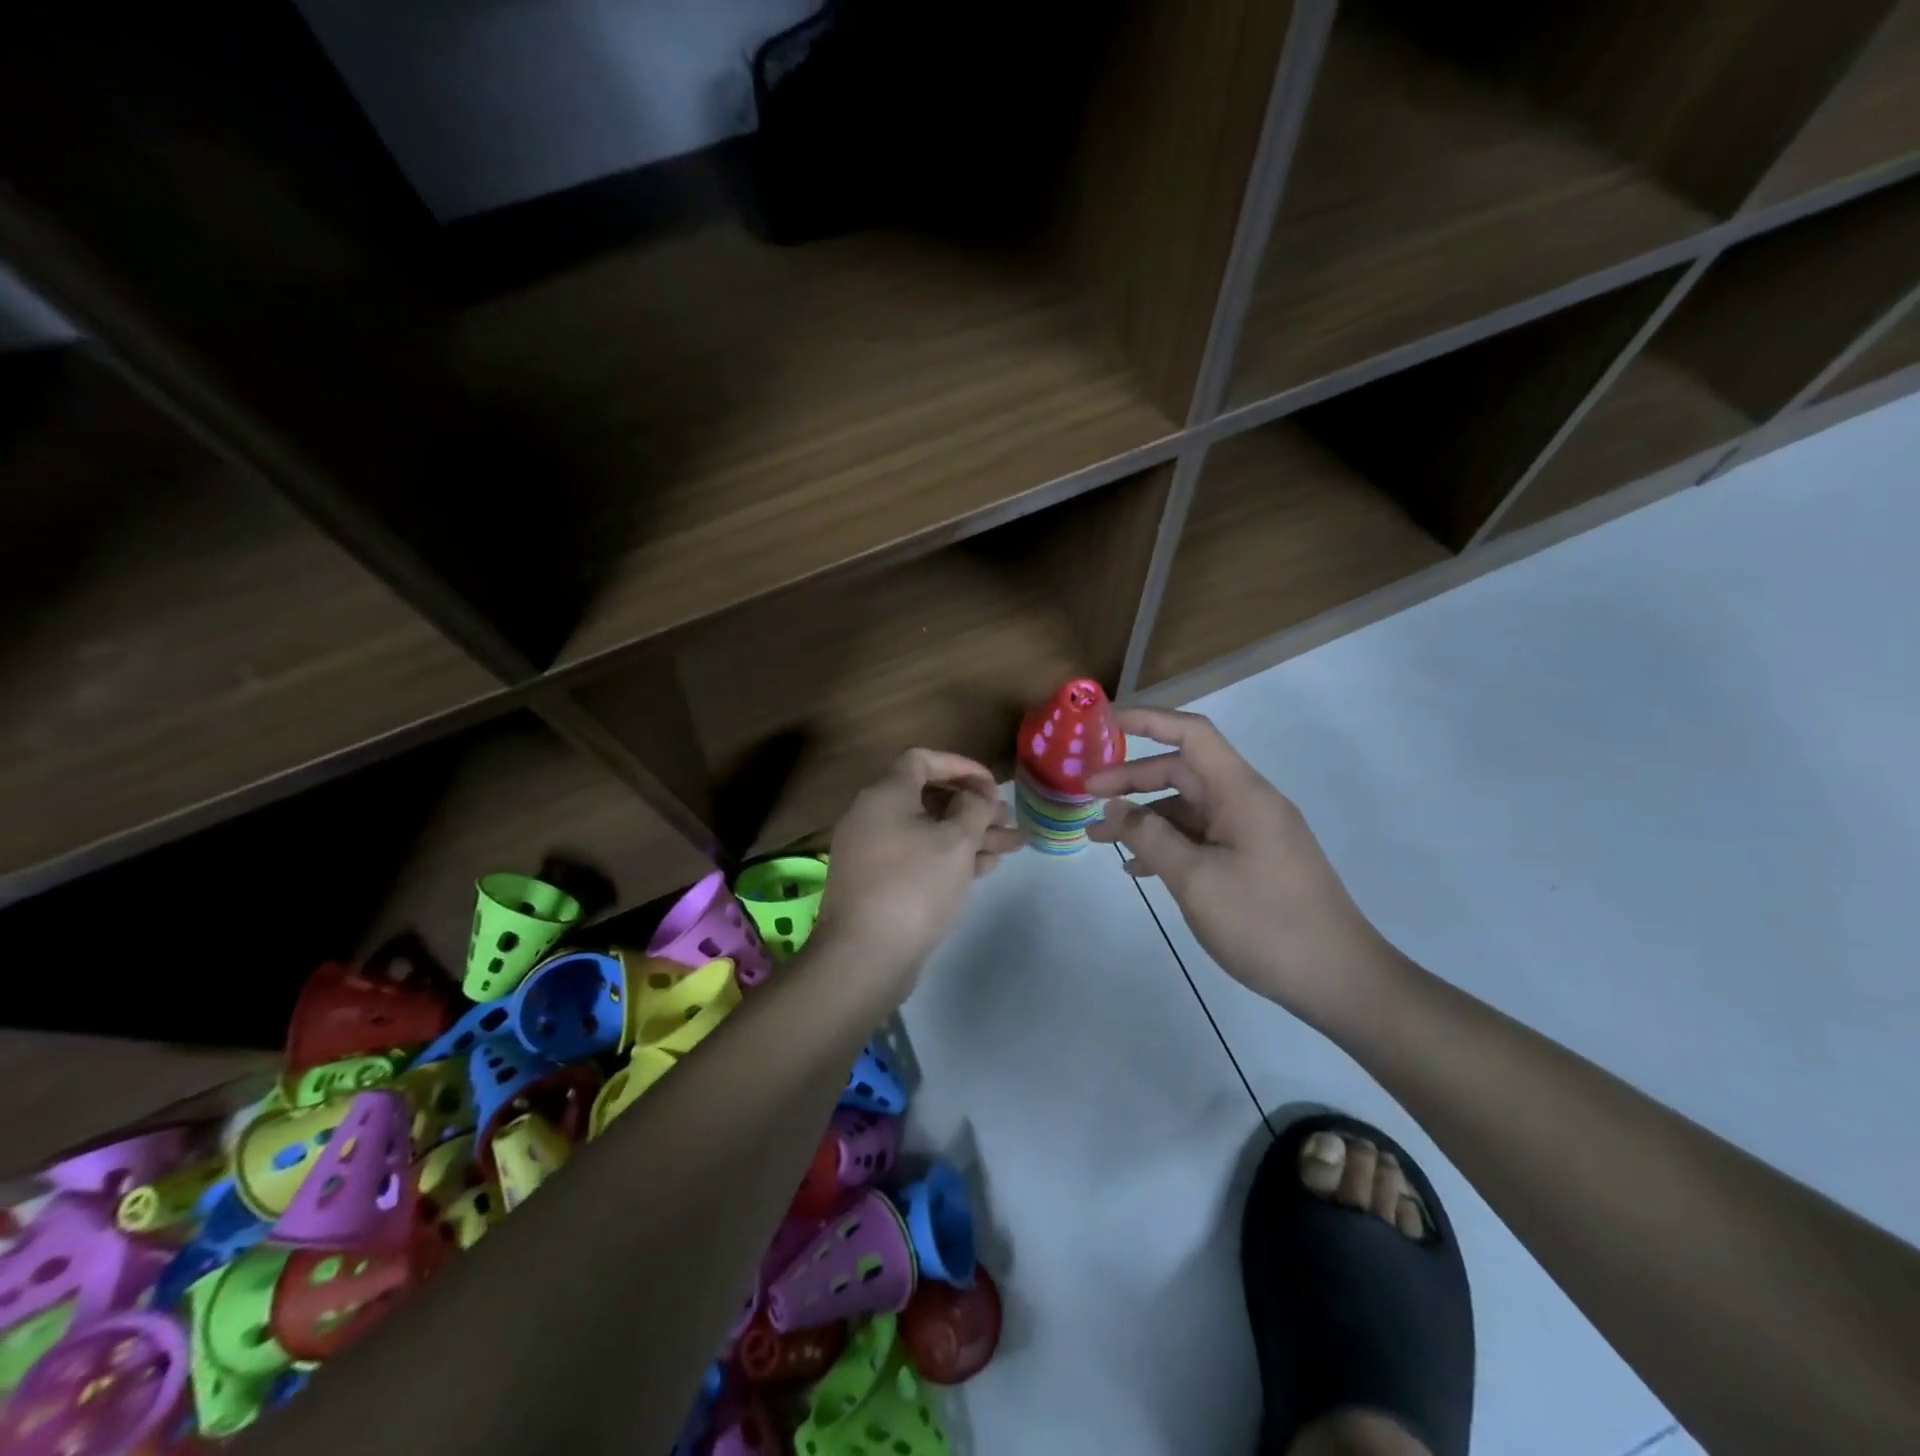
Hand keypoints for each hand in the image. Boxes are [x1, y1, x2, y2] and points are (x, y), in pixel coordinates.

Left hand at [810, 748, 1024, 1003]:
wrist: (865, 956)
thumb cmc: (914, 885)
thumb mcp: (955, 841)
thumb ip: (973, 808)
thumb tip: (976, 795)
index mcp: (885, 794)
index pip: (922, 760)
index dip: (961, 766)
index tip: (992, 785)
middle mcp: (872, 816)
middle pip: (929, 799)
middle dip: (973, 807)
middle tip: (1008, 821)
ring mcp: (872, 852)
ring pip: (928, 832)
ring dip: (969, 835)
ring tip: (1011, 847)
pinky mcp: (877, 883)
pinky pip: (917, 857)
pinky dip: (949, 858)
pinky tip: (985, 868)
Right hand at [1086, 708, 1394, 1023]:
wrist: (1339, 980)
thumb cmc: (1265, 922)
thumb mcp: (1195, 879)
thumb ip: (1149, 837)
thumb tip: (1113, 808)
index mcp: (1241, 793)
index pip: (1192, 734)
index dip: (1148, 720)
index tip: (1105, 722)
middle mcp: (1248, 803)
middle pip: (1183, 771)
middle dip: (1133, 779)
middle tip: (1086, 795)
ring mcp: (1253, 833)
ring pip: (1188, 809)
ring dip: (1145, 819)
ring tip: (1099, 841)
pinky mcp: (1253, 860)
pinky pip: (1201, 838)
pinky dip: (1168, 845)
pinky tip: (1139, 869)